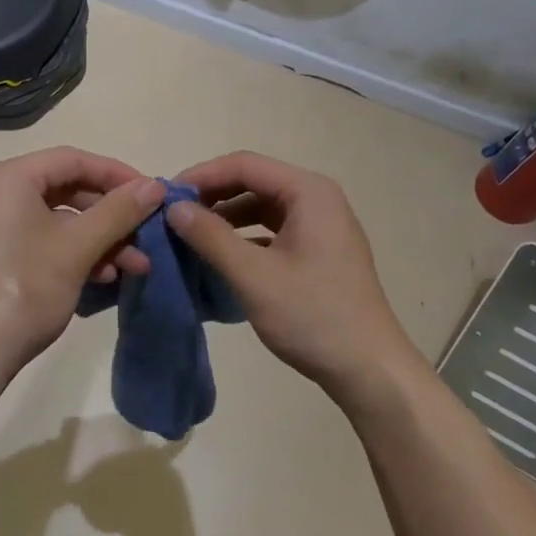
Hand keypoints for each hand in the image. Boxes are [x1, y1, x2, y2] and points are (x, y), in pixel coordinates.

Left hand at [0, 148, 164, 390]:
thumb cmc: (26, 289)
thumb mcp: (79, 247)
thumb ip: (120, 211)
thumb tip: (155, 185)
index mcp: (7, 178)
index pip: (72, 159)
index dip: (116, 174)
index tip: (152, 193)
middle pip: (66, 188)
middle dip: (111, 214)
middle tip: (146, 230)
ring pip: (58, 218)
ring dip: (99, 238)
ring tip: (136, 265)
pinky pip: (42, 238)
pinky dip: (74, 251)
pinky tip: (105, 275)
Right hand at [168, 151, 411, 398]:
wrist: (370, 370)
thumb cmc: (313, 316)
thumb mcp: (253, 276)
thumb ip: (211, 237)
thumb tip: (174, 207)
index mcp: (308, 192)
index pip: (244, 165)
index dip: (201, 176)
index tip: (165, 197)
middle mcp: (318, 199)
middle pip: (253, 181)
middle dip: (212, 195)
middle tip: (173, 215)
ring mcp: (321, 225)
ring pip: (262, 206)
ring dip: (226, 216)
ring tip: (190, 235)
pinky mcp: (319, 250)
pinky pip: (273, 229)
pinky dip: (244, 236)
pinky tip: (220, 256)